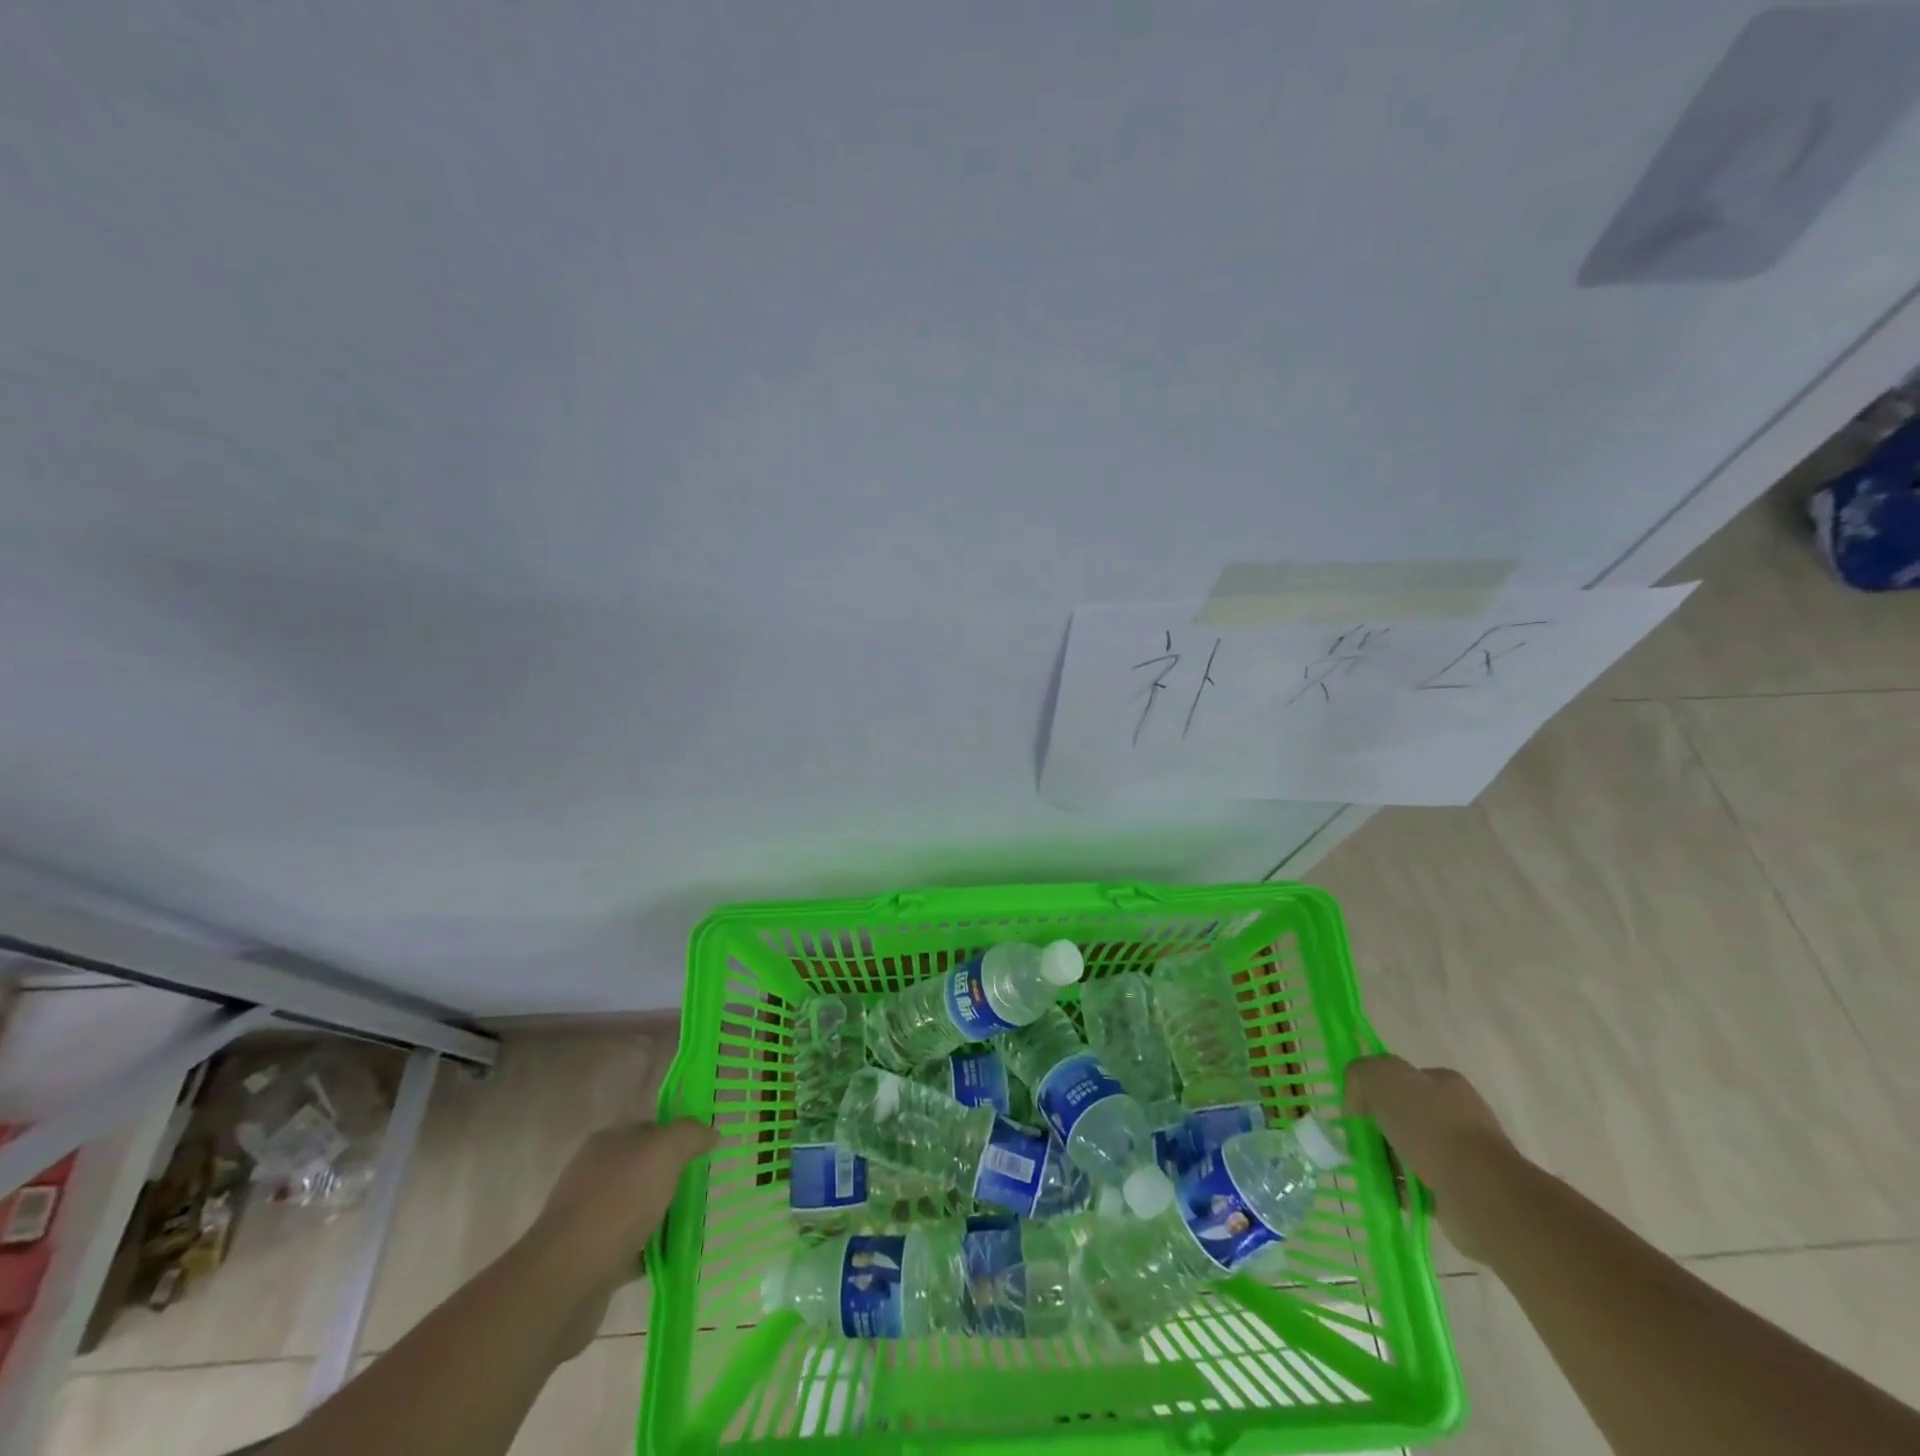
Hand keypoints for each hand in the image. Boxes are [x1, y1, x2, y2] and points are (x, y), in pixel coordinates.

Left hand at [523, 1118, 717, 1353]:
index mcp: (607, 1143)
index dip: (679, 1138)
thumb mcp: (664, 1152)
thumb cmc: (618, 1203)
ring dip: (662, 1217)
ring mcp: (588, 1218)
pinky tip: (671, 1256)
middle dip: (672, 1180)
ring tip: (692, 1225)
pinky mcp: (589, 1258)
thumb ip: (690, 1135)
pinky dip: (650, 1251)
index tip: (704, 1155)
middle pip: (644, 1170)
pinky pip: (629, 1247)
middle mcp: (594, 1175)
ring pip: (637, 1209)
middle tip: (702, 1190)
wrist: (565, 1280)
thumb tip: (711, 1133)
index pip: (650, 1129)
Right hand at [1343, 1055, 1516, 1263]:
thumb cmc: (1429, 1126)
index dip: (1375, 1094)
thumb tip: (1357, 1104)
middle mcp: (1461, 1114)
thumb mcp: (1379, 1077)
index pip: (1402, 1081)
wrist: (1479, 1191)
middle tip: (1362, 1145)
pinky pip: (1425, 1185)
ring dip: (1392, 1162)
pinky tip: (1392, 1193)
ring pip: (1414, 1152)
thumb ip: (1360, 1074)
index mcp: (1444, 1083)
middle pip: (1407, 1117)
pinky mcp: (1468, 1191)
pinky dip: (1406, 1189)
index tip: (1358, 1114)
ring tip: (1374, 1172)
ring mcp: (1469, 1155)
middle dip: (1382, 1131)